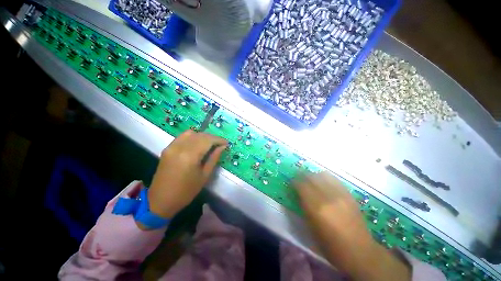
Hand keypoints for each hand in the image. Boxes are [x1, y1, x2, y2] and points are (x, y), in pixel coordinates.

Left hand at [147, 130, 226, 218]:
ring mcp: (172, 146)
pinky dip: (193, 137)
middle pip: (200, 135)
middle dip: (212, 137)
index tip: (226, 143)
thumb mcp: (204, 176)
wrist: (161, 200)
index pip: (208, 140)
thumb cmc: (186, 191)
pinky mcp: (167, 148)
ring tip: (210, 144)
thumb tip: (223, 147)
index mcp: (190, 156)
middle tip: (220, 144)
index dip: (219, 140)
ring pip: (191, 133)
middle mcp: (180, 147)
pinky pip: (182, 136)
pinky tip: (197, 144)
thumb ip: (214, 158)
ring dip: (203, 136)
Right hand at [294, 171, 371, 254]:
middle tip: (298, 178)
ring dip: (314, 175)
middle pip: (311, 177)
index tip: (291, 183)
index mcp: (316, 207)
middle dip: (302, 175)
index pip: (301, 186)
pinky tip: (324, 182)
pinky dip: (325, 178)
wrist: (360, 252)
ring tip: (311, 179)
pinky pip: (334, 179)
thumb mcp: (311, 229)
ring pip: (323, 175)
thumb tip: (297, 195)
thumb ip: (303, 208)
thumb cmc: (331, 246)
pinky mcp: (349, 195)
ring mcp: (340, 194)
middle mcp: (328, 197)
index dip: (294, 182)